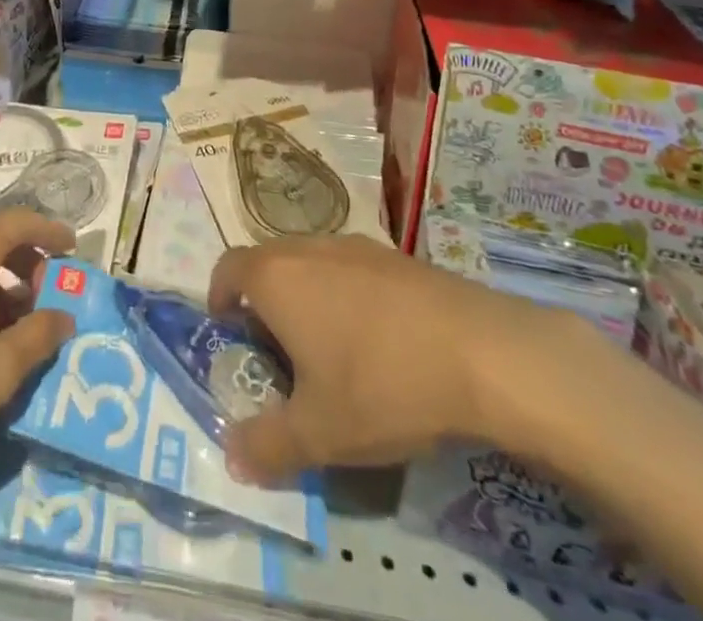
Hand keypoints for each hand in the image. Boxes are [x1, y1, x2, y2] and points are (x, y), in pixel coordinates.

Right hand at [207, 236, 542, 484]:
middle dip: (264, 301)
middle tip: (278, 350)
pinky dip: (346, 293)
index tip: (228, 329)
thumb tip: (232, 456)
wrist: (483, 352)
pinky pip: (351, 268)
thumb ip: (267, 446)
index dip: (220, 296)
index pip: (228, 268)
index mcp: (276, 277)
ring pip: (311, 264)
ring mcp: (354, 246)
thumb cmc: (383, 385)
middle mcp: (307, 248)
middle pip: (269, 263)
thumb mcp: (320, 434)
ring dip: (306, 295)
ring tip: (329, 347)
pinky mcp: (396, 255)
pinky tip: (378, 339)